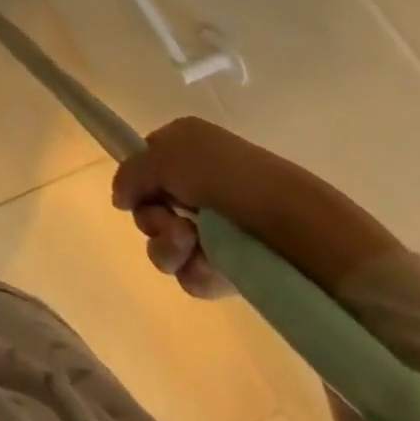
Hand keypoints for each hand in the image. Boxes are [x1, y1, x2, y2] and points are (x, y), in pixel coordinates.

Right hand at [111, 117, 290, 299]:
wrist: (300, 228)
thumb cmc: (228, 177)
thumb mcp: (165, 157)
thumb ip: (131, 173)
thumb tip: (119, 198)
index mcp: (188, 147)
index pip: (145, 163)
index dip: (138, 180)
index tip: (142, 193)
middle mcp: (199, 183)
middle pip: (150, 206)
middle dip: (152, 219)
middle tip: (173, 223)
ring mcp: (216, 227)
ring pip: (165, 242)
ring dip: (168, 246)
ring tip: (191, 246)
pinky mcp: (232, 268)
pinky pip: (191, 273)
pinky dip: (194, 271)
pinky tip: (211, 268)